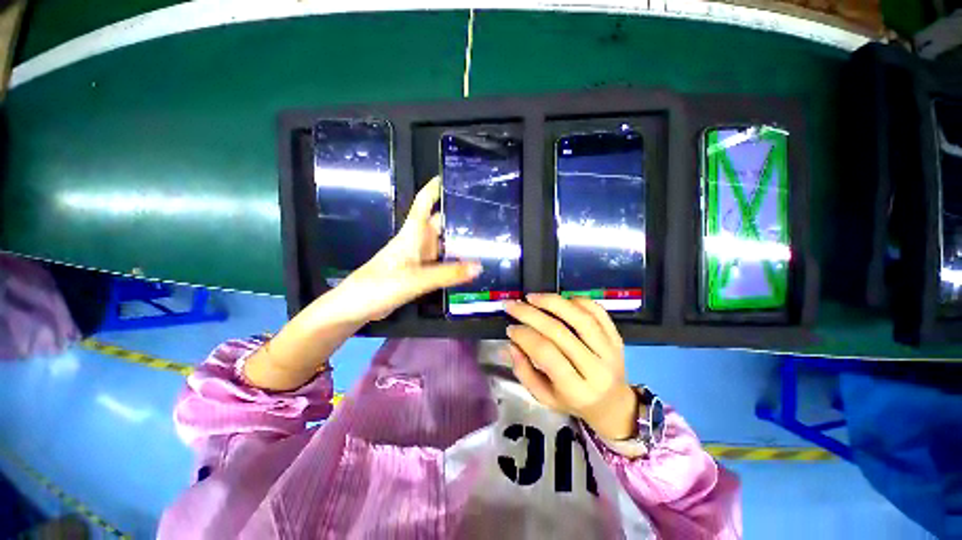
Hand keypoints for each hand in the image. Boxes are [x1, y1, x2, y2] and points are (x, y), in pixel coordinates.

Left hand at [332, 177, 480, 322]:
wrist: (356, 307)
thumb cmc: (379, 286)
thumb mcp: (415, 280)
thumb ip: (447, 274)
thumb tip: (479, 266)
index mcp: (412, 234)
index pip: (425, 202)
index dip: (436, 187)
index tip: (456, 178)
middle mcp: (417, 242)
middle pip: (440, 222)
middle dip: (459, 216)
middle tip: (487, 215)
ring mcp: (418, 258)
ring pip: (442, 243)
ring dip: (459, 240)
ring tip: (485, 239)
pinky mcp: (419, 273)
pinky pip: (441, 262)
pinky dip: (454, 261)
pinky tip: (469, 264)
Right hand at [505, 294, 637, 440]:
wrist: (613, 403)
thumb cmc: (572, 401)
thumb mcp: (544, 397)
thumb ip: (524, 372)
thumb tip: (511, 344)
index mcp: (576, 390)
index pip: (546, 354)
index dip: (524, 337)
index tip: (510, 328)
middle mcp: (596, 369)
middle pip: (560, 332)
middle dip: (531, 314)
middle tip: (512, 305)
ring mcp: (610, 350)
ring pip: (581, 318)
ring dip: (553, 302)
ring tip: (532, 297)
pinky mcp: (617, 337)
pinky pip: (597, 311)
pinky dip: (577, 300)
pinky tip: (559, 301)